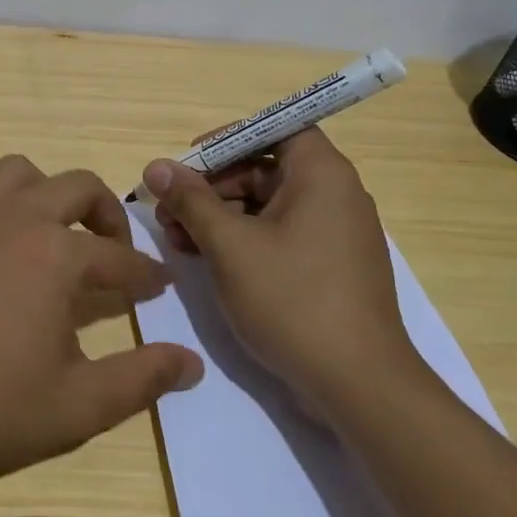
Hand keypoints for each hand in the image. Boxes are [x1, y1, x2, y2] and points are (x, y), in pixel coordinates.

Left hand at [0, 155, 203, 508]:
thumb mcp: (77, 406)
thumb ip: (141, 378)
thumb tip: (192, 362)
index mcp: (55, 254)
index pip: (119, 258)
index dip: (145, 276)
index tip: (160, 287)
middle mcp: (14, 219)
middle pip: (77, 187)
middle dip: (108, 215)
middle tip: (117, 253)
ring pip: (20, 174)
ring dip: (49, 195)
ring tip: (57, 239)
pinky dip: (3, 208)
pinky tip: (1, 254)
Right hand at [142, 128, 421, 412]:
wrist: (359, 387)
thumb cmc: (293, 300)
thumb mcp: (230, 246)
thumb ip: (191, 201)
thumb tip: (157, 166)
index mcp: (321, 175)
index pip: (274, 129)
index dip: (228, 139)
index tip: (189, 162)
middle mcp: (334, 196)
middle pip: (264, 169)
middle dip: (212, 186)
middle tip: (168, 209)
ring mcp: (334, 235)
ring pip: (267, 206)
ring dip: (219, 216)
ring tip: (176, 239)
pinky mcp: (328, 268)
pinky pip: (279, 236)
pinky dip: (242, 241)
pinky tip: (204, 259)